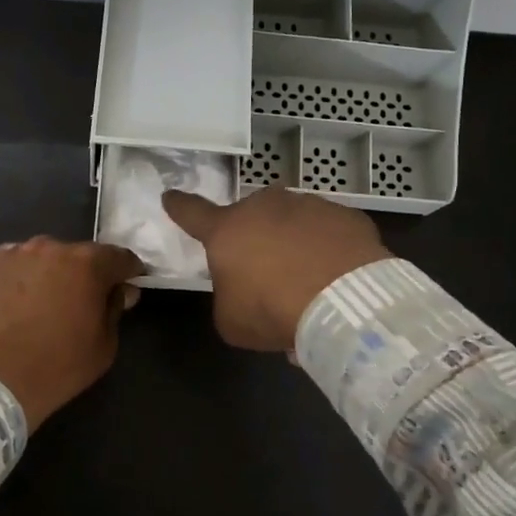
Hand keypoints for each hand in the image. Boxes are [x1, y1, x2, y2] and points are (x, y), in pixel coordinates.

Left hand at [0, 237, 145, 430]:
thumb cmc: (56, 367)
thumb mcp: (104, 346)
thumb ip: (115, 308)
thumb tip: (120, 290)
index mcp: (85, 263)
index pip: (118, 257)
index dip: (127, 271)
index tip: (128, 284)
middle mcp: (47, 247)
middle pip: (72, 255)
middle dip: (79, 273)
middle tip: (74, 301)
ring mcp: (7, 254)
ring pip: (34, 258)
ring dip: (40, 275)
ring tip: (33, 305)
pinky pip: (1, 268)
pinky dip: (7, 282)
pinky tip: (3, 307)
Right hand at [161, 187, 390, 350]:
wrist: (345, 302)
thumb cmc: (273, 310)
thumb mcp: (231, 319)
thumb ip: (227, 296)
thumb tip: (242, 290)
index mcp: (227, 230)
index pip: (192, 213)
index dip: (179, 206)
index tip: (170, 196)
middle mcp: (265, 207)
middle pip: (251, 218)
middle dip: (254, 238)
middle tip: (268, 273)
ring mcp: (308, 206)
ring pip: (293, 222)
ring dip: (294, 243)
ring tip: (309, 282)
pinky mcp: (345, 215)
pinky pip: (328, 231)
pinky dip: (328, 248)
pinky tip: (336, 276)